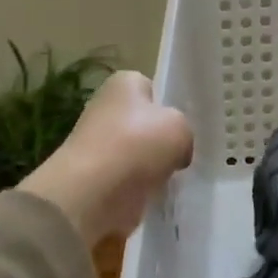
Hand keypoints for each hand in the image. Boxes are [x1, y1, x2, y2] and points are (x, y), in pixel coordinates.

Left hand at [20, 71, 193, 242]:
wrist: (93, 193)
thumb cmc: (138, 144)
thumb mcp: (181, 127)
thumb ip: (183, 131)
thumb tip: (176, 151)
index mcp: (124, 83)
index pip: (152, 89)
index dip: (170, 106)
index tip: (184, 126)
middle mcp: (106, 108)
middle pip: (145, 123)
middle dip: (161, 139)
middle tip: (183, 152)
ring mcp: (98, 144)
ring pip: (138, 152)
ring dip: (152, 165)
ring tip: (172, 175)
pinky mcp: (95, 177)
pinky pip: (129, 178)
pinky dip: (141, 186)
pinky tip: (155, 192)